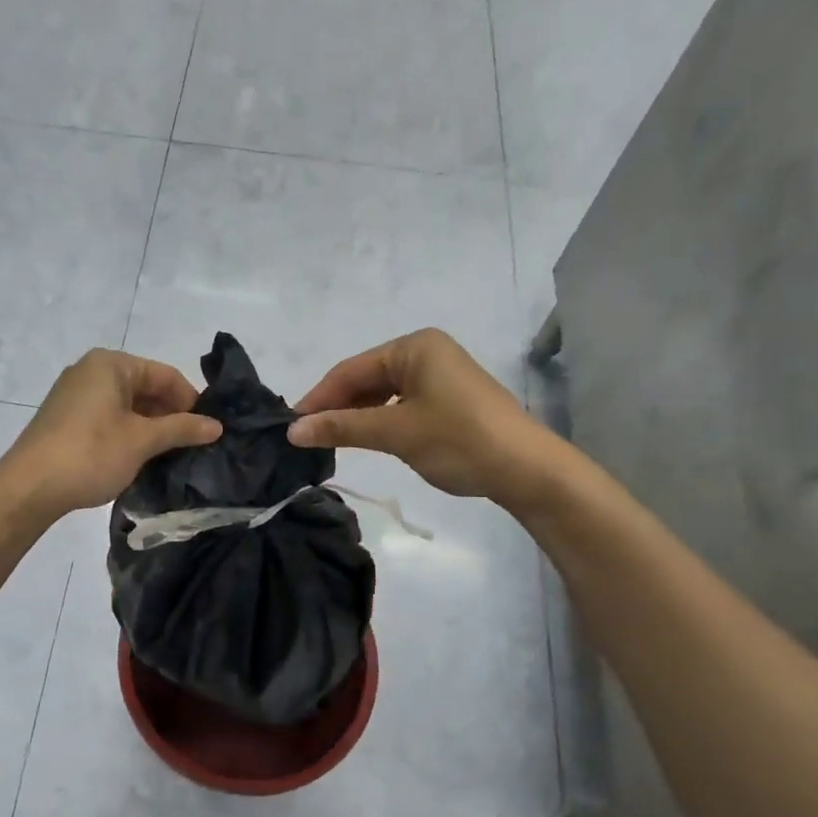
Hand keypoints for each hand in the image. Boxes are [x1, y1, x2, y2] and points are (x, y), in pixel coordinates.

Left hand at [0, 349, 222, 517]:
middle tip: (193, 446)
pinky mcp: (65, 419)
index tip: (208, 430)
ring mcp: (74, 395)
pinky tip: (140, 457)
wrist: (29, 487)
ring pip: (126, 405)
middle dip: (170, 415)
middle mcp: (91, 371)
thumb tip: (217, 425)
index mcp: (110, 364)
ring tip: (170, 455)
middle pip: (145, 387)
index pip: (165, 375)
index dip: (191, 401)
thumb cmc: (91, 453)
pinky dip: (128, 433)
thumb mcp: (142, 440)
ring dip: (150, 427)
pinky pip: (108, 418)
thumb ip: (182, 429)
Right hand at [287, 329, 570, 511]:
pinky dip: (380, 420)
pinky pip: (401, 403)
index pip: (350, 369)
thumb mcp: (395, 432)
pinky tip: (366, 438)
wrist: (526, 469)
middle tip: (306, 436)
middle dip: (336, 407)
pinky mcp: (448, 398)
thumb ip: (342, 427)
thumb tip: (293, 430)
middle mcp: (425, 351)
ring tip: (330, 440)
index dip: (318, 398)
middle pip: (365, 378)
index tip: (291, 426)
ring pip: (382, 393)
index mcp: (413, 346)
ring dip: (356, 415)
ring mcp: (439, 374)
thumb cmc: (458, 440)